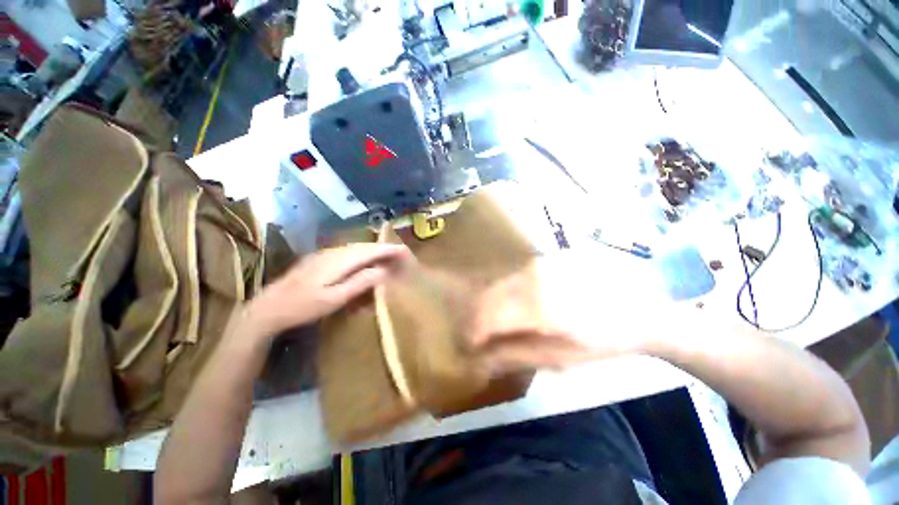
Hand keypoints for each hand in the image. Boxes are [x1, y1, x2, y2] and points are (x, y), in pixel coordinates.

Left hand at [244, 243, 412, 337]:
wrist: (268, 307)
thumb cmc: (302, 307)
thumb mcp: (333, 299)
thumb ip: (359, 283)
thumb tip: (382, 271)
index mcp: (338, 261)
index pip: (369, 251)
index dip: (388, 249)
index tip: (404, 250)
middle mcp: (333, 252)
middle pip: (364, 246)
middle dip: (383, 248)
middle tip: (399, 253)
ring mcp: (324, 254)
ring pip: (355, 248)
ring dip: (372, 250)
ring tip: (386, 256)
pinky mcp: (320, 259)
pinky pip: (347, 252)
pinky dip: (361, 254)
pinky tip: (364, 261)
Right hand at [471, 253, 666, 373]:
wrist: (639, 311)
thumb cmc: (602, 341)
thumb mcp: (558, 357)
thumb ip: (515, 354)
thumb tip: (480, 356)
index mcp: (536, 305)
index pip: (485, 316)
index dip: (472, 334)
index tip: (470, 348)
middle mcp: (531, 277)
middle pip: (486, 296)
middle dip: (477, 320)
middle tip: (480, 340)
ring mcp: (537, 265)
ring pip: (496, 285)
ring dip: (488, 308)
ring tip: (494, 327)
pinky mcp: (542, 262)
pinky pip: (511, 279)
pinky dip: (502, 296)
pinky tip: (511, 310)